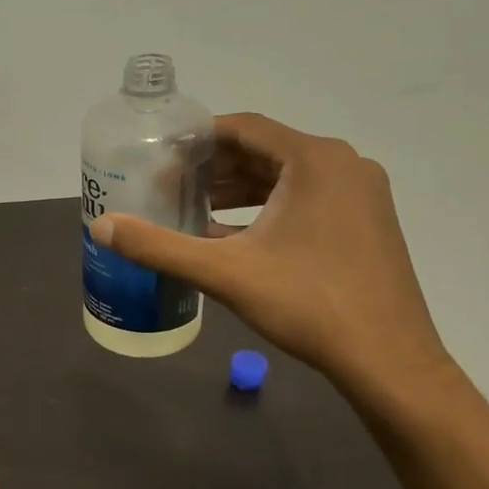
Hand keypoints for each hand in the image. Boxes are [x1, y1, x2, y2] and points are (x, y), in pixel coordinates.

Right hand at [89, 114, 447, 397]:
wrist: (388, 360)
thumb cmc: (307, 304)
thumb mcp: (224, 272)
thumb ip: (158, 246)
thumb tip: (101, 227)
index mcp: (315, 160)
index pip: (244, 128)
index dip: (197, 139)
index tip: (160, 155)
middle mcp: (344, 165)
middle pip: (265, 150)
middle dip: (215, 167)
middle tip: (170, 185)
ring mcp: (362, 194)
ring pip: (287, 177)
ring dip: (239, 189)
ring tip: (194, 208)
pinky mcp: (367, 222)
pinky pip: (307, 199)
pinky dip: (267, 209)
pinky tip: (234, 236)